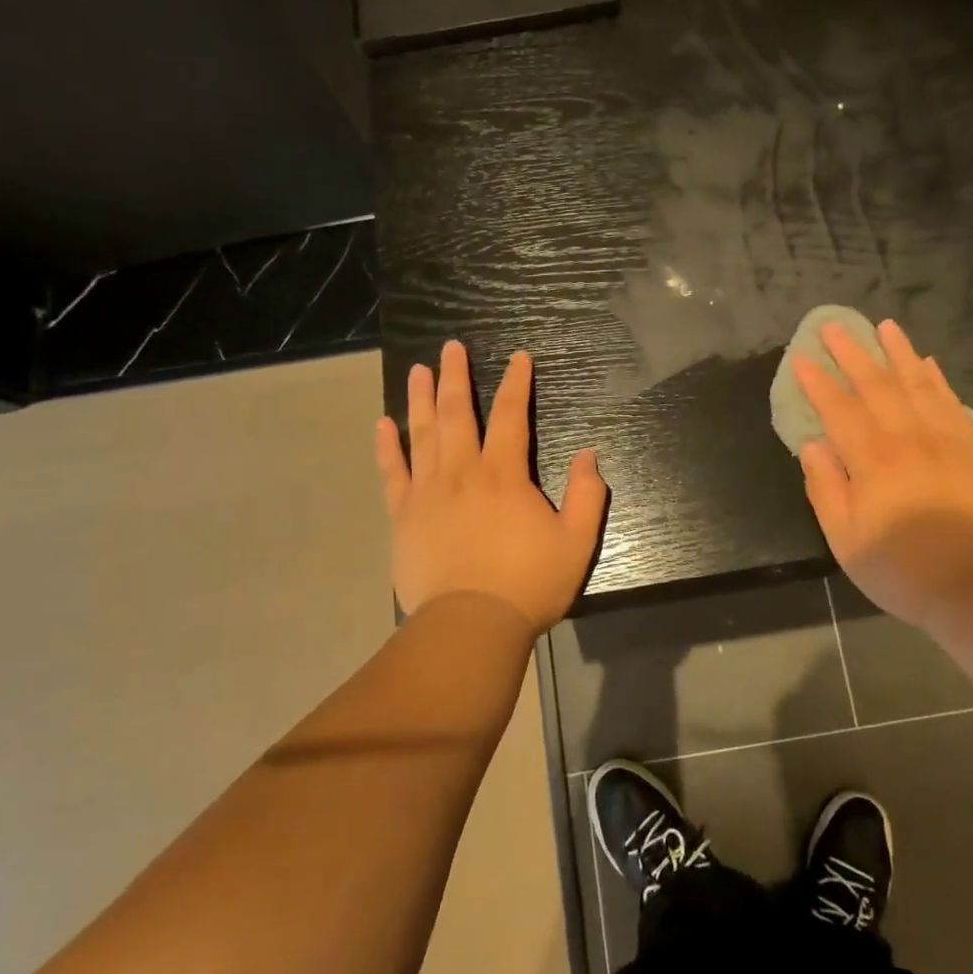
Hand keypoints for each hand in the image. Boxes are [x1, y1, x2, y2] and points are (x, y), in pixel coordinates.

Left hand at [375, 341, 606, 631]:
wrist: (470, 626)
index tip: (518, 357)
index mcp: (504, 475)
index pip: (510, 416)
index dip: (516, 384)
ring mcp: (427, 492)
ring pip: (421, 434)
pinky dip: (387, 446)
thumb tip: (589, 453)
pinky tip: (383, 424)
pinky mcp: (403, 516)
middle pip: (456, 413)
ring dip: (420, 398)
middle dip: (456, 376)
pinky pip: (392, 473)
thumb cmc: (528, 584)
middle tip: (451, 347)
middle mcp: (462, 472)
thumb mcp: (576, 542)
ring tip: (419, 369)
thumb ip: (587, 494)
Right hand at [793, 319, 972, 628]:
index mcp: (872, 459)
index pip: (838, 409)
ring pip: (917, 383)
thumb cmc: (902, 567)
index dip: (817, 382)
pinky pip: (951, 402)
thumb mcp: (846, 538)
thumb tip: (812, 446)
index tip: (801, 357)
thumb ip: (826, 488)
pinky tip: (928, 363)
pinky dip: (937, 379)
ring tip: (885, 326)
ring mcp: (944, 439)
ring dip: (898, 352)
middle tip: (834, 326)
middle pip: (876, 385)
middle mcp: (907, 437)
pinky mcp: (972, 449)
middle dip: (852, 353)